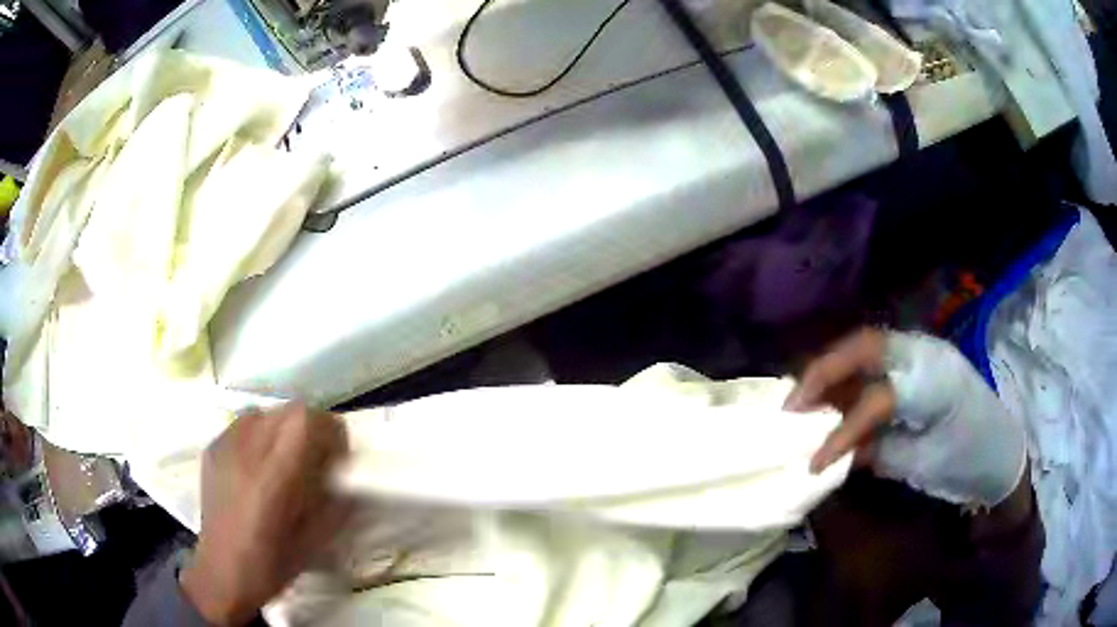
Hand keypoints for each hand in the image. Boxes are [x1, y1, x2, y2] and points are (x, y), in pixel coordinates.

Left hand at [179, 402, 349, 625]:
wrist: (221, 572)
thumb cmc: (271, 565)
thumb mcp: (314, 542)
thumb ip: (334, 504)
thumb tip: (350, 479)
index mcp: (273, 478)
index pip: (305, 420)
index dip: (329, 429)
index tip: (338, 455)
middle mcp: (246, 452)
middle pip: (288, 410)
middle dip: (310, 428)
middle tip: (317, 458)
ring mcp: (225, 446)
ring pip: (265, 412)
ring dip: (284, 428)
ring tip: (286, 458)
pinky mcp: (212, 448)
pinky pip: (243, 424)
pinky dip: (261, 433)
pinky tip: (260, 463)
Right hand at [785, 329, 1027, 507]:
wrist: (1001, 450)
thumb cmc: (968, 461)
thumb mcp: (923, 466)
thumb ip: (878, 452)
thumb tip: (834, 452)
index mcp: (936, 381)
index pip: (879, 397)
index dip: (842, 429)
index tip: (813, 459)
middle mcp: (926, 354)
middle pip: (865, 345)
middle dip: (823, 371)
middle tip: (791, 404)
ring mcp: (921, 354)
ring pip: (865, 350)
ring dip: (831, 373)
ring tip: (801, 403)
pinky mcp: (917, 363)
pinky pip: (874, 363)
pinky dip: (848, 381)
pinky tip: (830, 401)